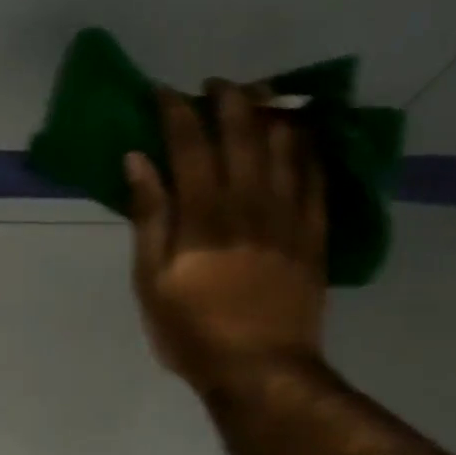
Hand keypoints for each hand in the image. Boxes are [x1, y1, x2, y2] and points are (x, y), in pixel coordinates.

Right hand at [126, 81, 326, 390]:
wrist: (259, 369)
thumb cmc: (192, 333)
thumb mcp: (151, 282)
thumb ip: (149, 218)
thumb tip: (138, 162)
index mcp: (202, 215)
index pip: (189, 145)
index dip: (175, 112)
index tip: (163, 92)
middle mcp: (248, 202)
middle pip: (240, 133)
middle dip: (226, 99)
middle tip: (214, 85)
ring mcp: (287, 215)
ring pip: (284, 145)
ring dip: (270, 112)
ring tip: (259, 96)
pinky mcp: (313, 233)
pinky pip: (317, 175)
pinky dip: (308, 147)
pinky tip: (303, 132)